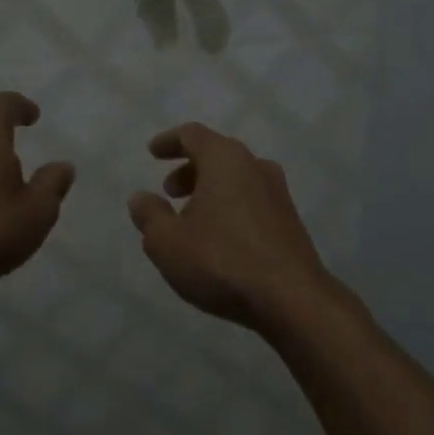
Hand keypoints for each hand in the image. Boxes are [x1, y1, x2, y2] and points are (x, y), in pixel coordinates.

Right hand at [128, 123, 333, 331]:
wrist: (292, 299)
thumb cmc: (221, 260)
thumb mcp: (167, 242)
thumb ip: (149, 215)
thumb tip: (140, 198)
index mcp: (225, 158)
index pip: (192, 135)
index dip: (170, 141)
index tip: (153, 152)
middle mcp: (255, 165)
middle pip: (217, 155)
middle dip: (189, 169)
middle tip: (169, 191)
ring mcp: (278, 193)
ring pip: (236, 179)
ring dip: (210, 191)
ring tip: (191, 220)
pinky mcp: (290, 221)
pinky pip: (252, 201)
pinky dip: (230, 207)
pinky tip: (219, 239)